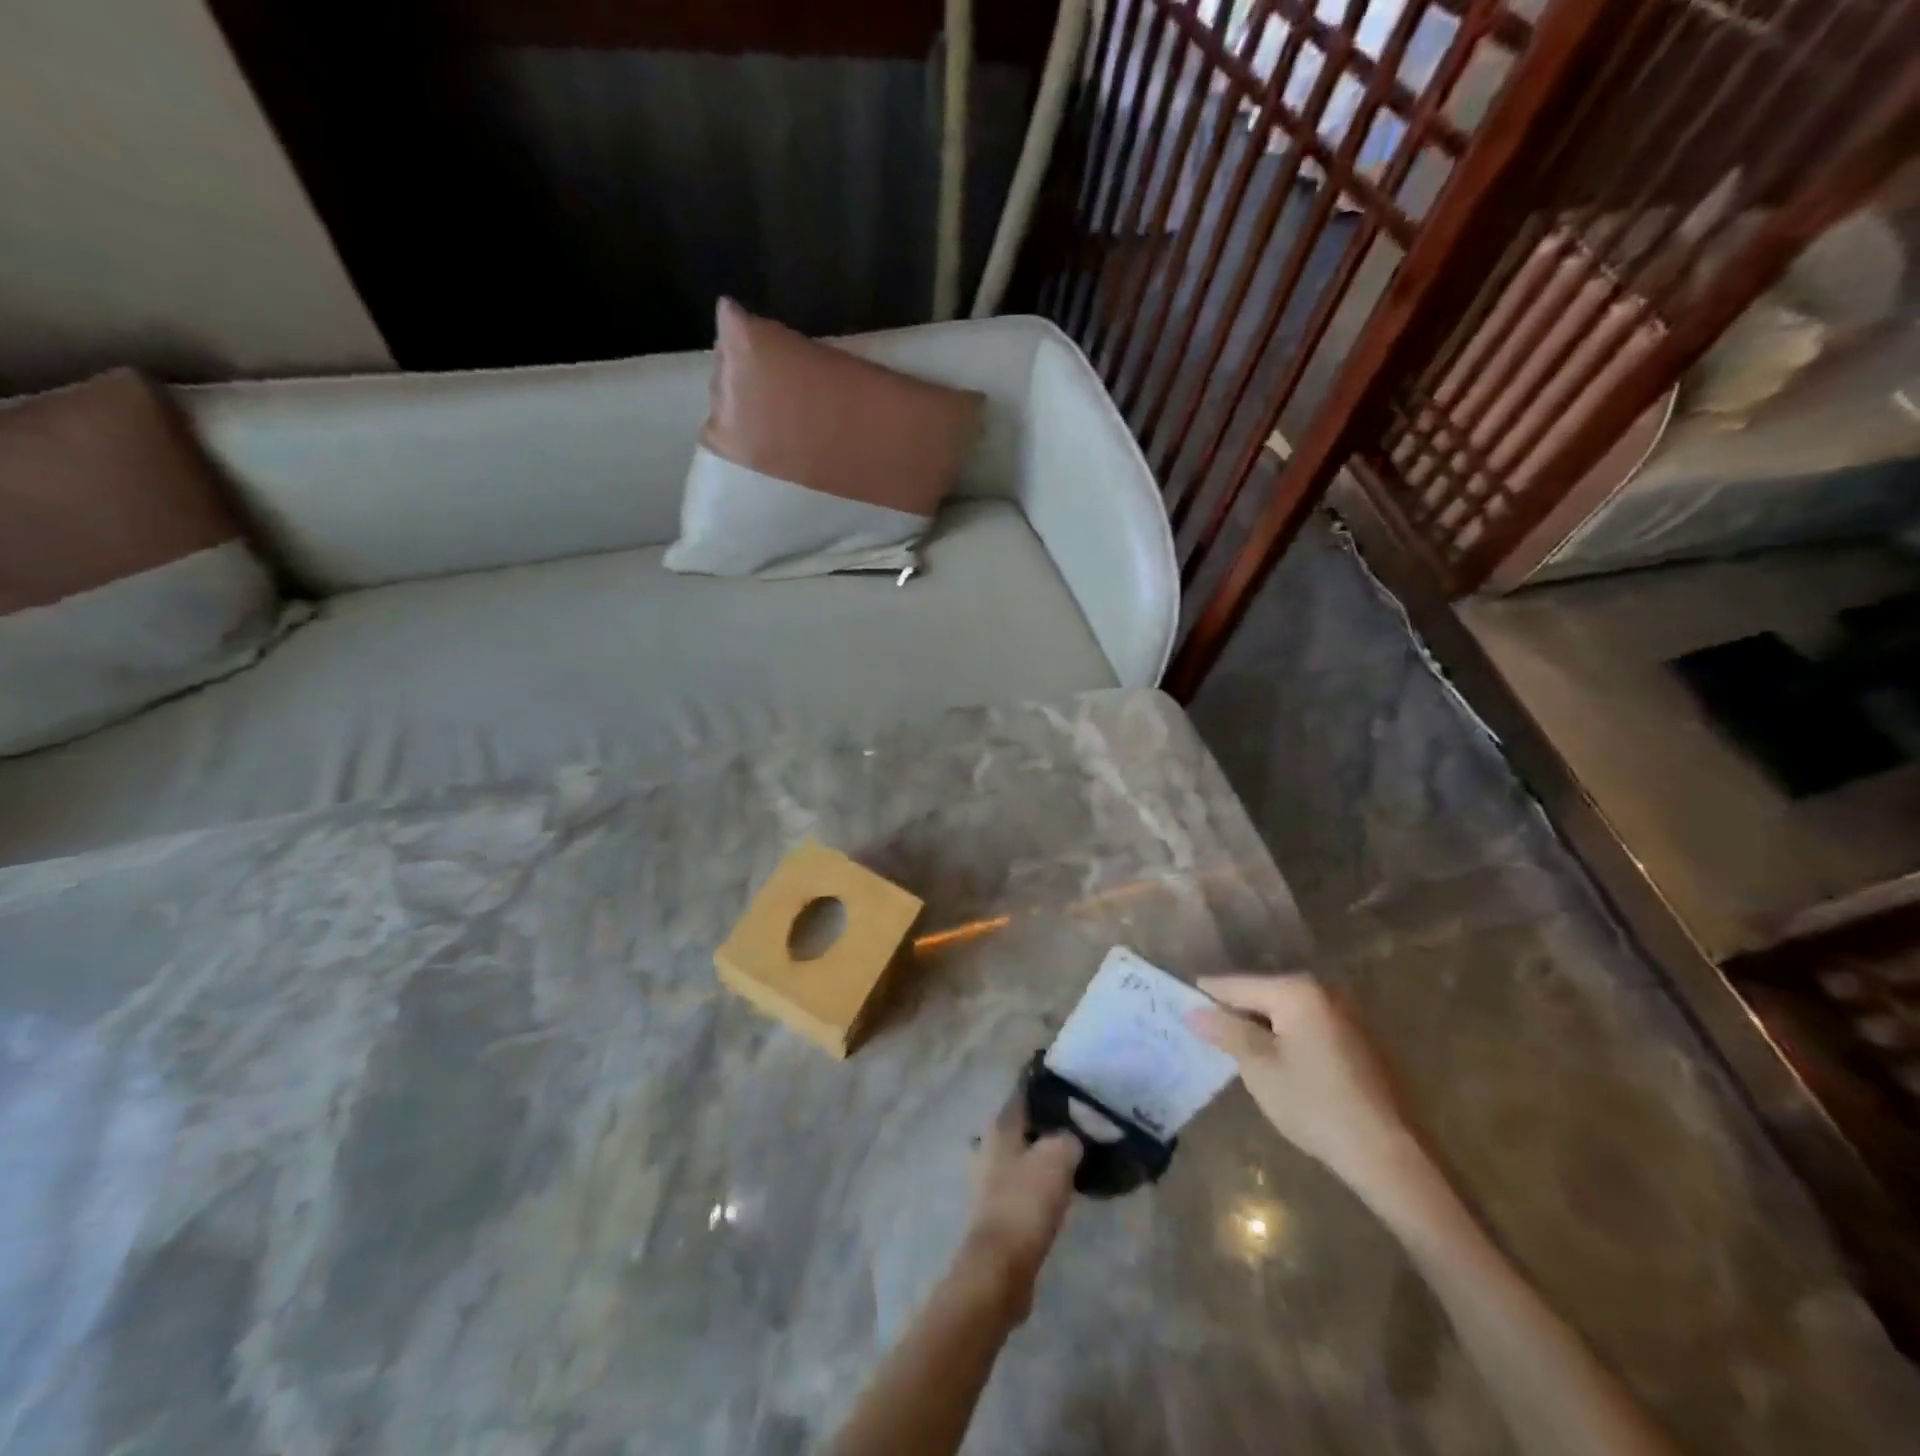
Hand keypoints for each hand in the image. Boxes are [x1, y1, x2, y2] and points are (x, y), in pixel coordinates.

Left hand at [958, 1096, 1081, 1319]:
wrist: (1000, 1267)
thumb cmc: (1025, 1202)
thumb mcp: (1057, 1158)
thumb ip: (1069, 1138)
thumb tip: (1074, 1136)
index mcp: (1000, 1125)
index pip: (1025, 1092)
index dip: (1048, 1086)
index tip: (1075, 1084)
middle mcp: (991, 1145)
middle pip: (1027, 1124)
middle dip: (1052, 1122)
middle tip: (1085, 1122)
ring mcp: (991, 1178)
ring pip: (1027, 1153)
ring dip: (1049, 1153)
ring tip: (1081, 1153)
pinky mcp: (999, 1207)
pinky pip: (1027, 1182)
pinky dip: (1044, 1180)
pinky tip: (1066, 1186)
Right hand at [1187, 974, 1416, 1194]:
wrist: (1386, 1153)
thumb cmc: (1314, 1104)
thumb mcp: (1259, 1067)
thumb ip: (1226, 1031)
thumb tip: (1194, 1010)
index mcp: (1297, 991)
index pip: (1236, 985)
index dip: (1206, 996)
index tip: (1178, 1003)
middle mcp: (1322, 992)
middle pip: (1261, 994)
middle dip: (1233, 1011)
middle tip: (1202, 1029)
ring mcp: (1343, 1015)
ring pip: (1283, 1012)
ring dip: (1258, 1026)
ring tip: (1229, 1044)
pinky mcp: (1355, 1040)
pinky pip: (1304, 1027)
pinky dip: (1283, 1037)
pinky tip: (1269, 1059)